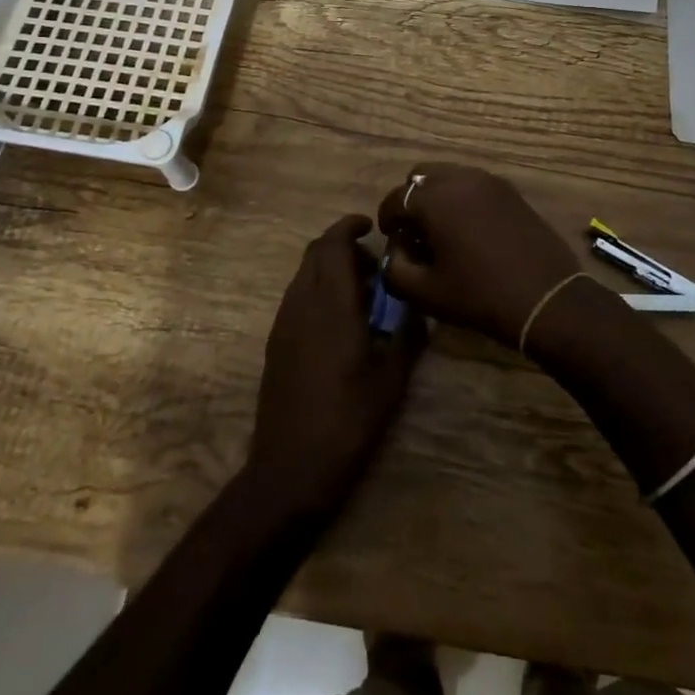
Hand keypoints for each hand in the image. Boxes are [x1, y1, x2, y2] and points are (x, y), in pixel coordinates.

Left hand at [243, 215, 425, 521]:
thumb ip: (407, 336)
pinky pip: (297, 297)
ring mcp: (284, 323)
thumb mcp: (392, 379)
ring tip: (361, 294)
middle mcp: (302, 303)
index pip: (333, 244)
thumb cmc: (348, 421)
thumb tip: (417, 308)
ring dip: (329, 269)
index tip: (370, 226)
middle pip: (315, 252)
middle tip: (373, 265)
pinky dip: (318, 291)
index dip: (349, 226)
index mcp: (331, 304)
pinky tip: (340, 322)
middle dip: (342, 246)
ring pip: (304, 274)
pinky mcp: (276, 343)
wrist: (290, 468)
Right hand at [377, 164, 581, 347]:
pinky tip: (471, 230)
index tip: (392, 241)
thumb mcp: (426, 292)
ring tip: (443, 232)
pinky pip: (475, 184)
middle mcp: (460, 178)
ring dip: (438, 197)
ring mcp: (489, 181)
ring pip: (449, 176)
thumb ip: (395, 269)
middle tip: (416, 232)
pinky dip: (463, 198)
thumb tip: (395, 252)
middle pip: (421, 176)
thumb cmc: (479, 295)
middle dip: (412, 201)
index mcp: (434, 198)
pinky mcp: (511, 191)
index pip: (396, 198)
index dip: (388, 220)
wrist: (545, 297)